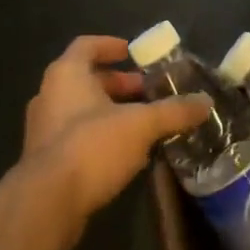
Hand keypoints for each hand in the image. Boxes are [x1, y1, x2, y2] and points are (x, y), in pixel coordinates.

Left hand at [18, 35, 210, 249]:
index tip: (133, 53)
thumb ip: (173, 111)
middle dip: (118, 84)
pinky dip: (98, 137)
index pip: (87, 45)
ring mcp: (43, 129)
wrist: (46, 204)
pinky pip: (74, 137)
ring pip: (80, 109)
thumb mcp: (141, 125)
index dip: (111, 46)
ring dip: (110, 112)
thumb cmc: (91, 146)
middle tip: (147, 92)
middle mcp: (49, 94)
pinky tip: (124, 154)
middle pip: (86, 79)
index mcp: (67, 74)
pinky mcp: (43, 160)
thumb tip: (206, 102)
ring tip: (142, 124)